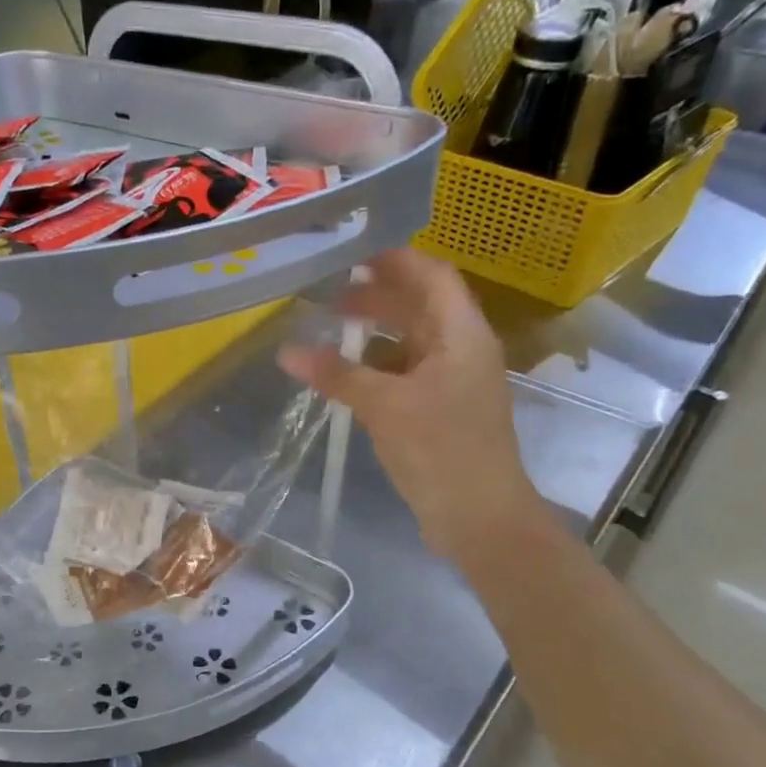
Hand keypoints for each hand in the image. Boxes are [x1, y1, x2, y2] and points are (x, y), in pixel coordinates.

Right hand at [279, 250, 540, 562]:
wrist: (479, 518)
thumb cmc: (441, 450)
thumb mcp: (385, 406)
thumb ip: (337, 374)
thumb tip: (286, 351)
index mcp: (462, 335)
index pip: (432, 276)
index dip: (396, 258)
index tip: (353, 248)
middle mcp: (461, 350)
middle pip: (420, 307)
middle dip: (378, 294)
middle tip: (329, 290)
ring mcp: (451, 383)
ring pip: (410, 341)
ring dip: (374, 331)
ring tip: (330, 327)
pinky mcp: (439, 412)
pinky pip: (404, 373)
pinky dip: (376, 366)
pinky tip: (344, 373)